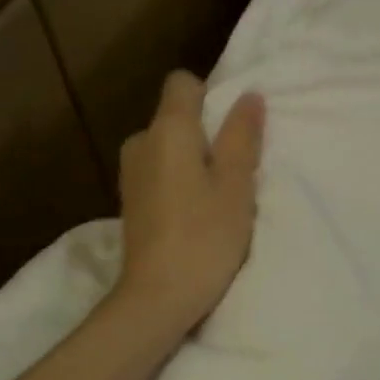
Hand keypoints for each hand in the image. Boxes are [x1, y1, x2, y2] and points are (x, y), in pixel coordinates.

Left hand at [114, 71, 265, 336]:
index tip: (232, 130)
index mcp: (167, 130)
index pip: (182, 83)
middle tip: (234, 173)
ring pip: (169, 148)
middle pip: (176, 118)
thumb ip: (242, 136)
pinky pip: (159, 173)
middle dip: (206, 135)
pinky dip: (178, 183)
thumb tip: (249, 96)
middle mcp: (140, 142)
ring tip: (216, 199)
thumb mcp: (236, 185)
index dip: (211, 96)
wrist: (157, 297)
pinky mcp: (130, 202)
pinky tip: (194, 216)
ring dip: (193, 162)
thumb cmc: (204, 236)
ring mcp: (130, 174)